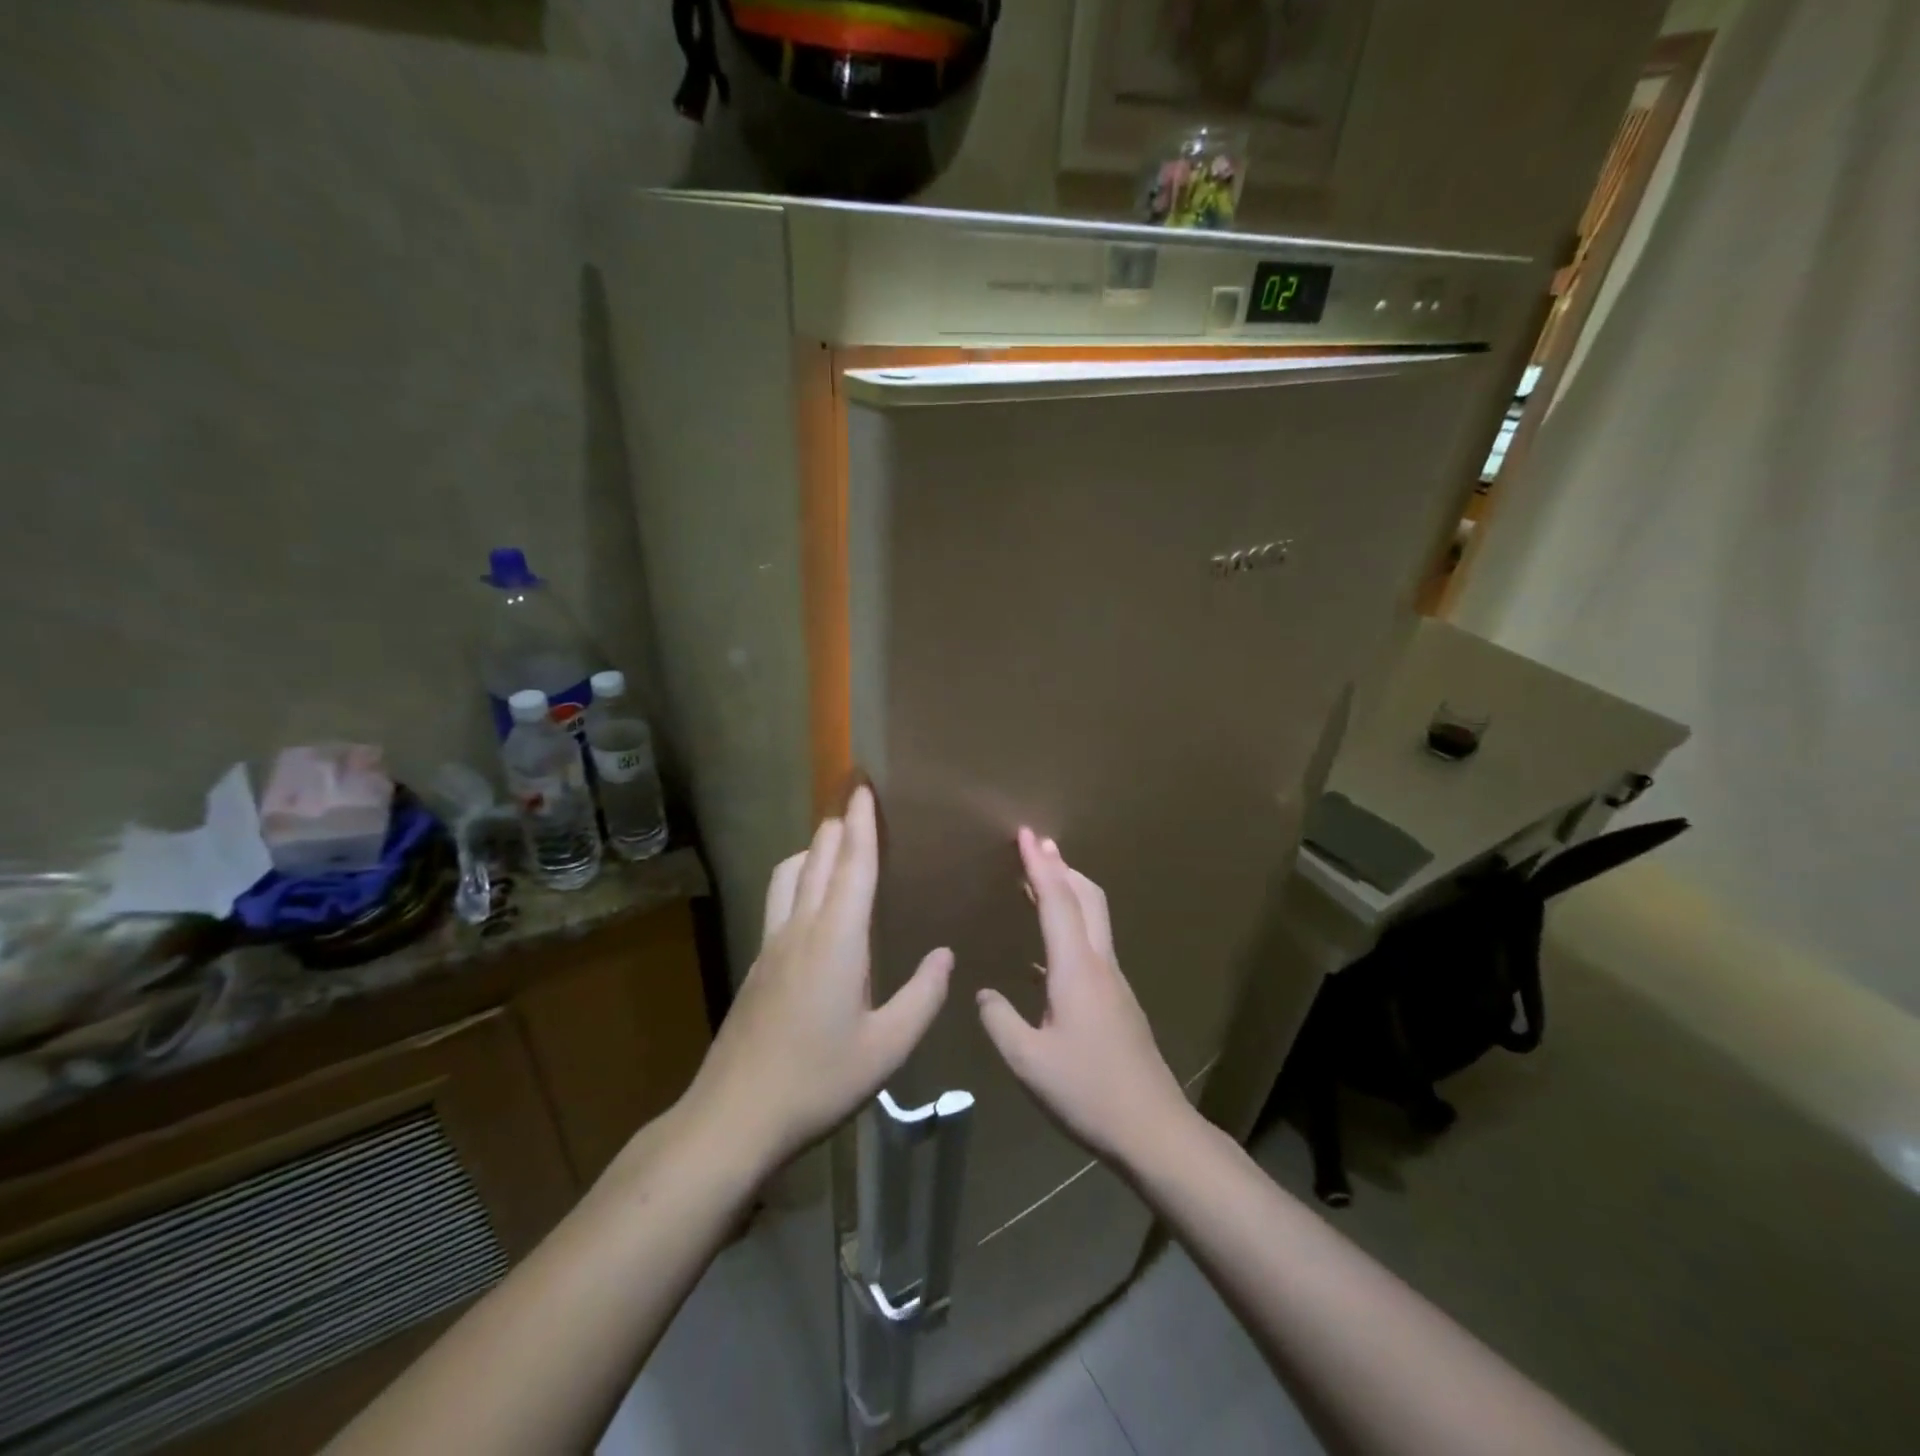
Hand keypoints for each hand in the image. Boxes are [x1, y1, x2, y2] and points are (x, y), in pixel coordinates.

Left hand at [684, 786, 952, 1171]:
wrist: (735, 1116)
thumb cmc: (818, 1081)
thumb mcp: (887, 1049)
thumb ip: (922, 997)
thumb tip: (945, 955)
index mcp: (837, 939)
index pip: (853, 864)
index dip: (863, 822)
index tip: (865, 784)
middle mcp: (801, 928)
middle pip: (819, 857)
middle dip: (839, 824)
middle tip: (857, 800)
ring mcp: (773, 943)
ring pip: (790, 873)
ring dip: (814, 848)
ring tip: (836, 844)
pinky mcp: (758, 961)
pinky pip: (780, 898)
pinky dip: (799, 876)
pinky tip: (812, 900)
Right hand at [976, 829, 1194, 1168]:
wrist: (1153, 1129)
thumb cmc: (1087, 1091)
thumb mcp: (1028, 1062)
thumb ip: (999, 1021)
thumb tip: (984, 993)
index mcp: (1076, 969)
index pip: (1056, 901)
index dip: (1039, 865)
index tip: (1026, 833)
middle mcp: (1099, 964)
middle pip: (1086, 897)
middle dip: (1061, 866)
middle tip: (1036, 844)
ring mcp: (1114, 982)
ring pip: (1093, 919)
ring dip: (1068, 892)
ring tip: (1038, 883)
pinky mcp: (1118, 1001)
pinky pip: (1092, 945)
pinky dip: (1071, 925)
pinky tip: (1046, 952)